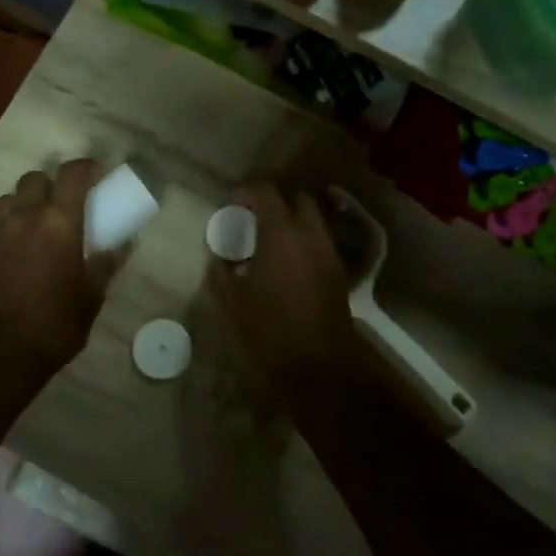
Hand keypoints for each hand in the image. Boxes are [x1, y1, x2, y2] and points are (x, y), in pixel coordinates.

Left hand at [0, 160, 120, 374]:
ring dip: (22, 204)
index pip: (72, 174)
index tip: (96, 173)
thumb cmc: (56, 323)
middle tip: (62, 204)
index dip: (85, 167)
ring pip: (7, 199)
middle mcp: (25, 217)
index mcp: (59, 223)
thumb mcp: (92, 296)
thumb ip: (106, 264)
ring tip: (32, 226)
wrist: (1, 351)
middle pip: (34, 179)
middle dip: (50, 185)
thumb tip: (123, 244)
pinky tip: (7, 251)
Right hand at [207, 184, 369, 392]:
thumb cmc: (270, 329)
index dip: (247, 192)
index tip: (232, 202)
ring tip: (270, 241)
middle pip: (298, 200)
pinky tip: (287, 263)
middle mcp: (309, 234)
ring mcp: (328, 253)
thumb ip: (220, 273)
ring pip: (313, 221)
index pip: (266, 194)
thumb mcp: (232, 302)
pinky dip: (304, 242)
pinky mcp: (338, 272)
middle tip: (255, 218)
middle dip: (277, 203)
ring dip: (293, 222)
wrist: (319, 363)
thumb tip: (217, 259)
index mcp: (280, 234)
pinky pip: (320, 243)